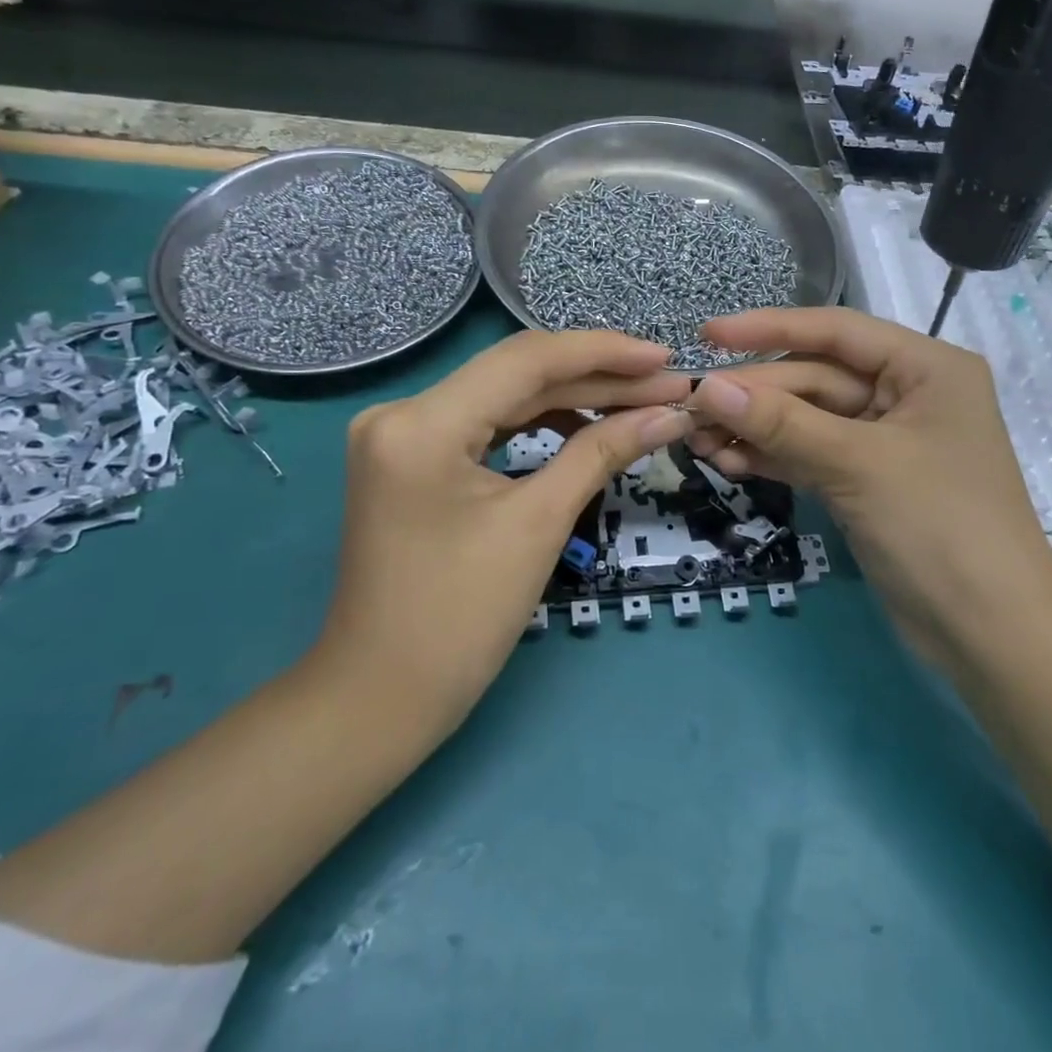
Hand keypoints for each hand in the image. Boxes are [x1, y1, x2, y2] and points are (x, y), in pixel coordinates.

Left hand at [312, 330, 692, 733]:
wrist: (381, 697)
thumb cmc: (459, 619)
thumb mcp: (539, 525)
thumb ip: (603, 453)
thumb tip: (670, 415)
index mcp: (422, 423)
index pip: (526, 360)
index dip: (603, 353)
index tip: (665, 357)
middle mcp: (403, 412)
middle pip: (518, 375)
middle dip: (598, 379)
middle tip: (667, 385)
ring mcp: (404, 434)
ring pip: (506, 397)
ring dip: (575, 398)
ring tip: (641, 403)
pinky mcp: (414, 457)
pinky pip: (488, 424)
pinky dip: (541, 423)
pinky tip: (589, 424)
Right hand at [686, 308, 1051, 675]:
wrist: (991, 638)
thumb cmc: (940, 528)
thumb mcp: (858, 465)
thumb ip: (781, 422)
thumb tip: (708, 386)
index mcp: (926, 367)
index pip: (836, 332)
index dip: (768, 328)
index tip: (708, 334)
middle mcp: (907, 394)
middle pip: (815, 378)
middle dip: (754, 394)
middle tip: (690, 408)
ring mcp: (886, 441)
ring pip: (808, 420)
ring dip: (756, 429)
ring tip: (698, 441)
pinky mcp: (868, 482)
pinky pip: (812, 455)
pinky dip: (774, 457)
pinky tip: (731, 463)